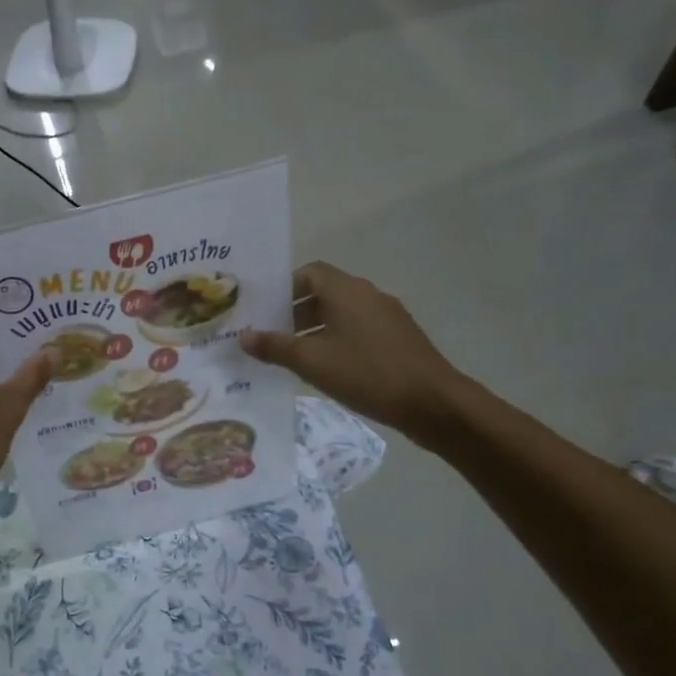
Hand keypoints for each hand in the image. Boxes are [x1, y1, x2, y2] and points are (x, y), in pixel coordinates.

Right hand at [238, 261, 475, 444]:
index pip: (309, 272)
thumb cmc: (367, 373)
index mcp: (346, 290)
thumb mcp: (312, 362)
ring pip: (341, 314)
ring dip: (314, 330)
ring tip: (292, 357)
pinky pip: (358, 331)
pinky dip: (337, 342)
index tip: (262, 311)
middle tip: (269, 337)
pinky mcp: (398, 339)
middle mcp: (367, 295)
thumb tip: (242, 336)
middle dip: (293, 313)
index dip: (283, 288)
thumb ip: (274, 347)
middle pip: (323, 293)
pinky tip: (327, 370)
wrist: (433, 403)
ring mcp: (387, 317)